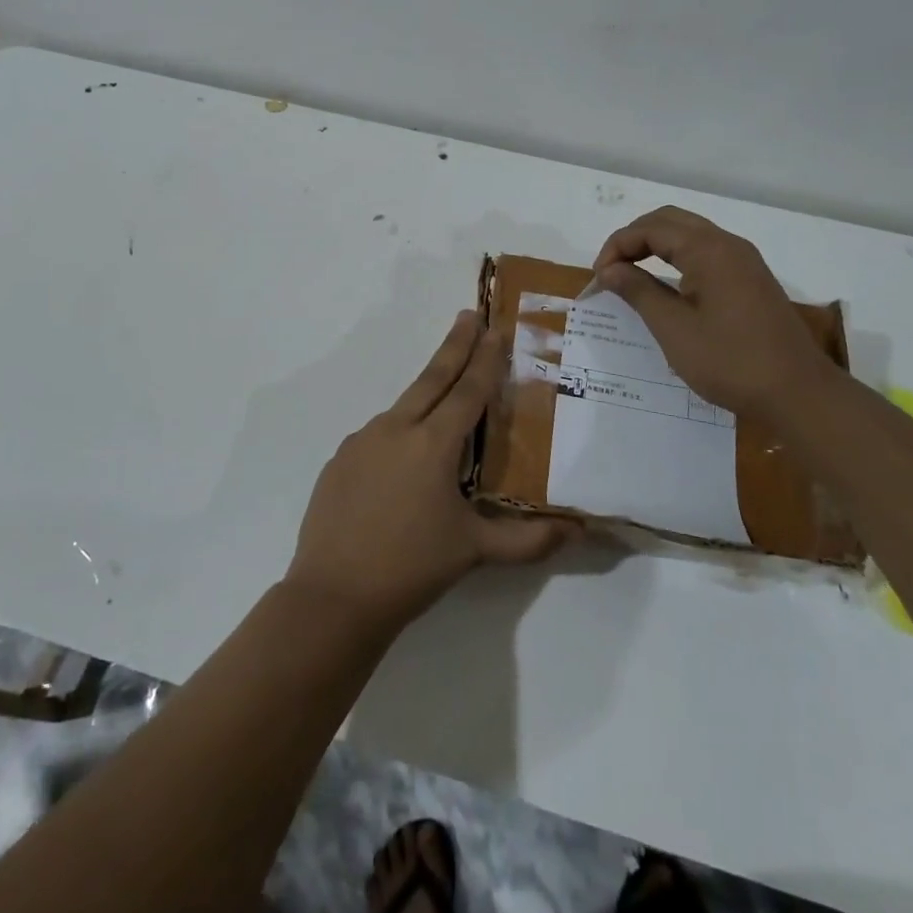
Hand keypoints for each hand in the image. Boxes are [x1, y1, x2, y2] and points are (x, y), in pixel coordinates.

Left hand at [285, 311, 574, 634]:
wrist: (333, 596)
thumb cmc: (411, 568)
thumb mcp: (475, 551)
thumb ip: (529, 539)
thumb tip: (578, 531)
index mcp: (432, 444)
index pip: (467, 390)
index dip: (485, 359)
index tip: (494, 327)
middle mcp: (395, 430)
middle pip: (431, 378)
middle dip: (454, 345)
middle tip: (468, 315)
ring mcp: (362, 442)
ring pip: (403, 408)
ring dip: (425, 394)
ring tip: (444, 397)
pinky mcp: (340, 460)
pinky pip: (377, 437)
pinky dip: (398, 434)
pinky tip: (402, 460)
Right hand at [593, 206, 839, 420]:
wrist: (798, 394)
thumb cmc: (730, 361)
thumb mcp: (673, 328)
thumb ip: (638, 291)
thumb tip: (609, 269)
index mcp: (708, 250)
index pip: (650, 228)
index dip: (617, 247)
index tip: (598, 278)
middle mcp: (728, 245)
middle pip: (670, 221)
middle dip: (634, 239)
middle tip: (611, 270)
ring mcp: (744, 261)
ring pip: (689, 234)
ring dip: (655, 246)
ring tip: (630, 275)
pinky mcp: (750, 280)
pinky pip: (705, 252)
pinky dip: (676, 258)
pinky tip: (666, 285)